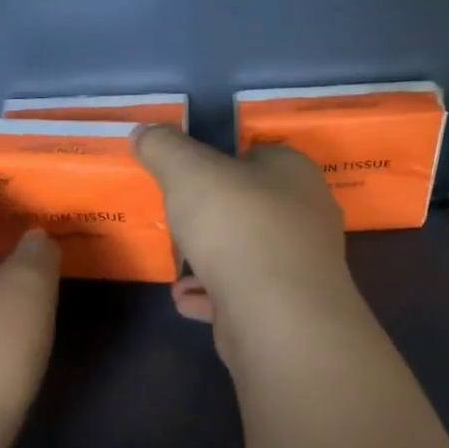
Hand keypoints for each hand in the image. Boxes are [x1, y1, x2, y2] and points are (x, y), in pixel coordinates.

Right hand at [134, 126, 357, 362]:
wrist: (275, 315)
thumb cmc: (236, 226)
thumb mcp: (188, 171)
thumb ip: (164, 148)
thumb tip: (144, 132)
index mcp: (292, 172)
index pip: (255, 154)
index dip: (218, 161)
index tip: (184, 176)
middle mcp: (304, 214)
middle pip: (249, 205)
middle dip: (211, 214)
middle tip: (175, 217)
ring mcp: (298, 264)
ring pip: (245, 251)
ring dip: (208, 257)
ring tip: (174, 260)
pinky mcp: (285, 307)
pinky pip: (240, 292)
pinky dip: (211, 293)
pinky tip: (183, 297)